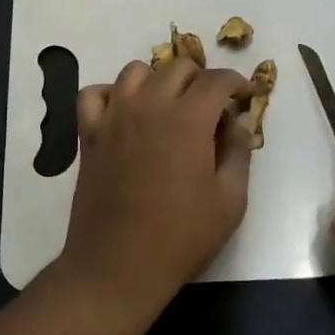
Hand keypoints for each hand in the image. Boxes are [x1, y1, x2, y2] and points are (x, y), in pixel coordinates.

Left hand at [59, 58, 255, 311]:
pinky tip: (125, 113)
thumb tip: (241, 120)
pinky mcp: (89, 133)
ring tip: (169, 106)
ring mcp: (114, 116)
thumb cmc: (181, 237)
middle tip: (211, 107)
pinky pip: (95, 94)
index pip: (216, 80)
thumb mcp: (230, 201)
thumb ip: (239, 152)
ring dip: (158, 80)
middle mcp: (149, 106)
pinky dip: (112, 95)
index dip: (237, 82)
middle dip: (201, 79)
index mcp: (188, 120)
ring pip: (136, 72)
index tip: (245, 96)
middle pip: (178, 67)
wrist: (117, 267)